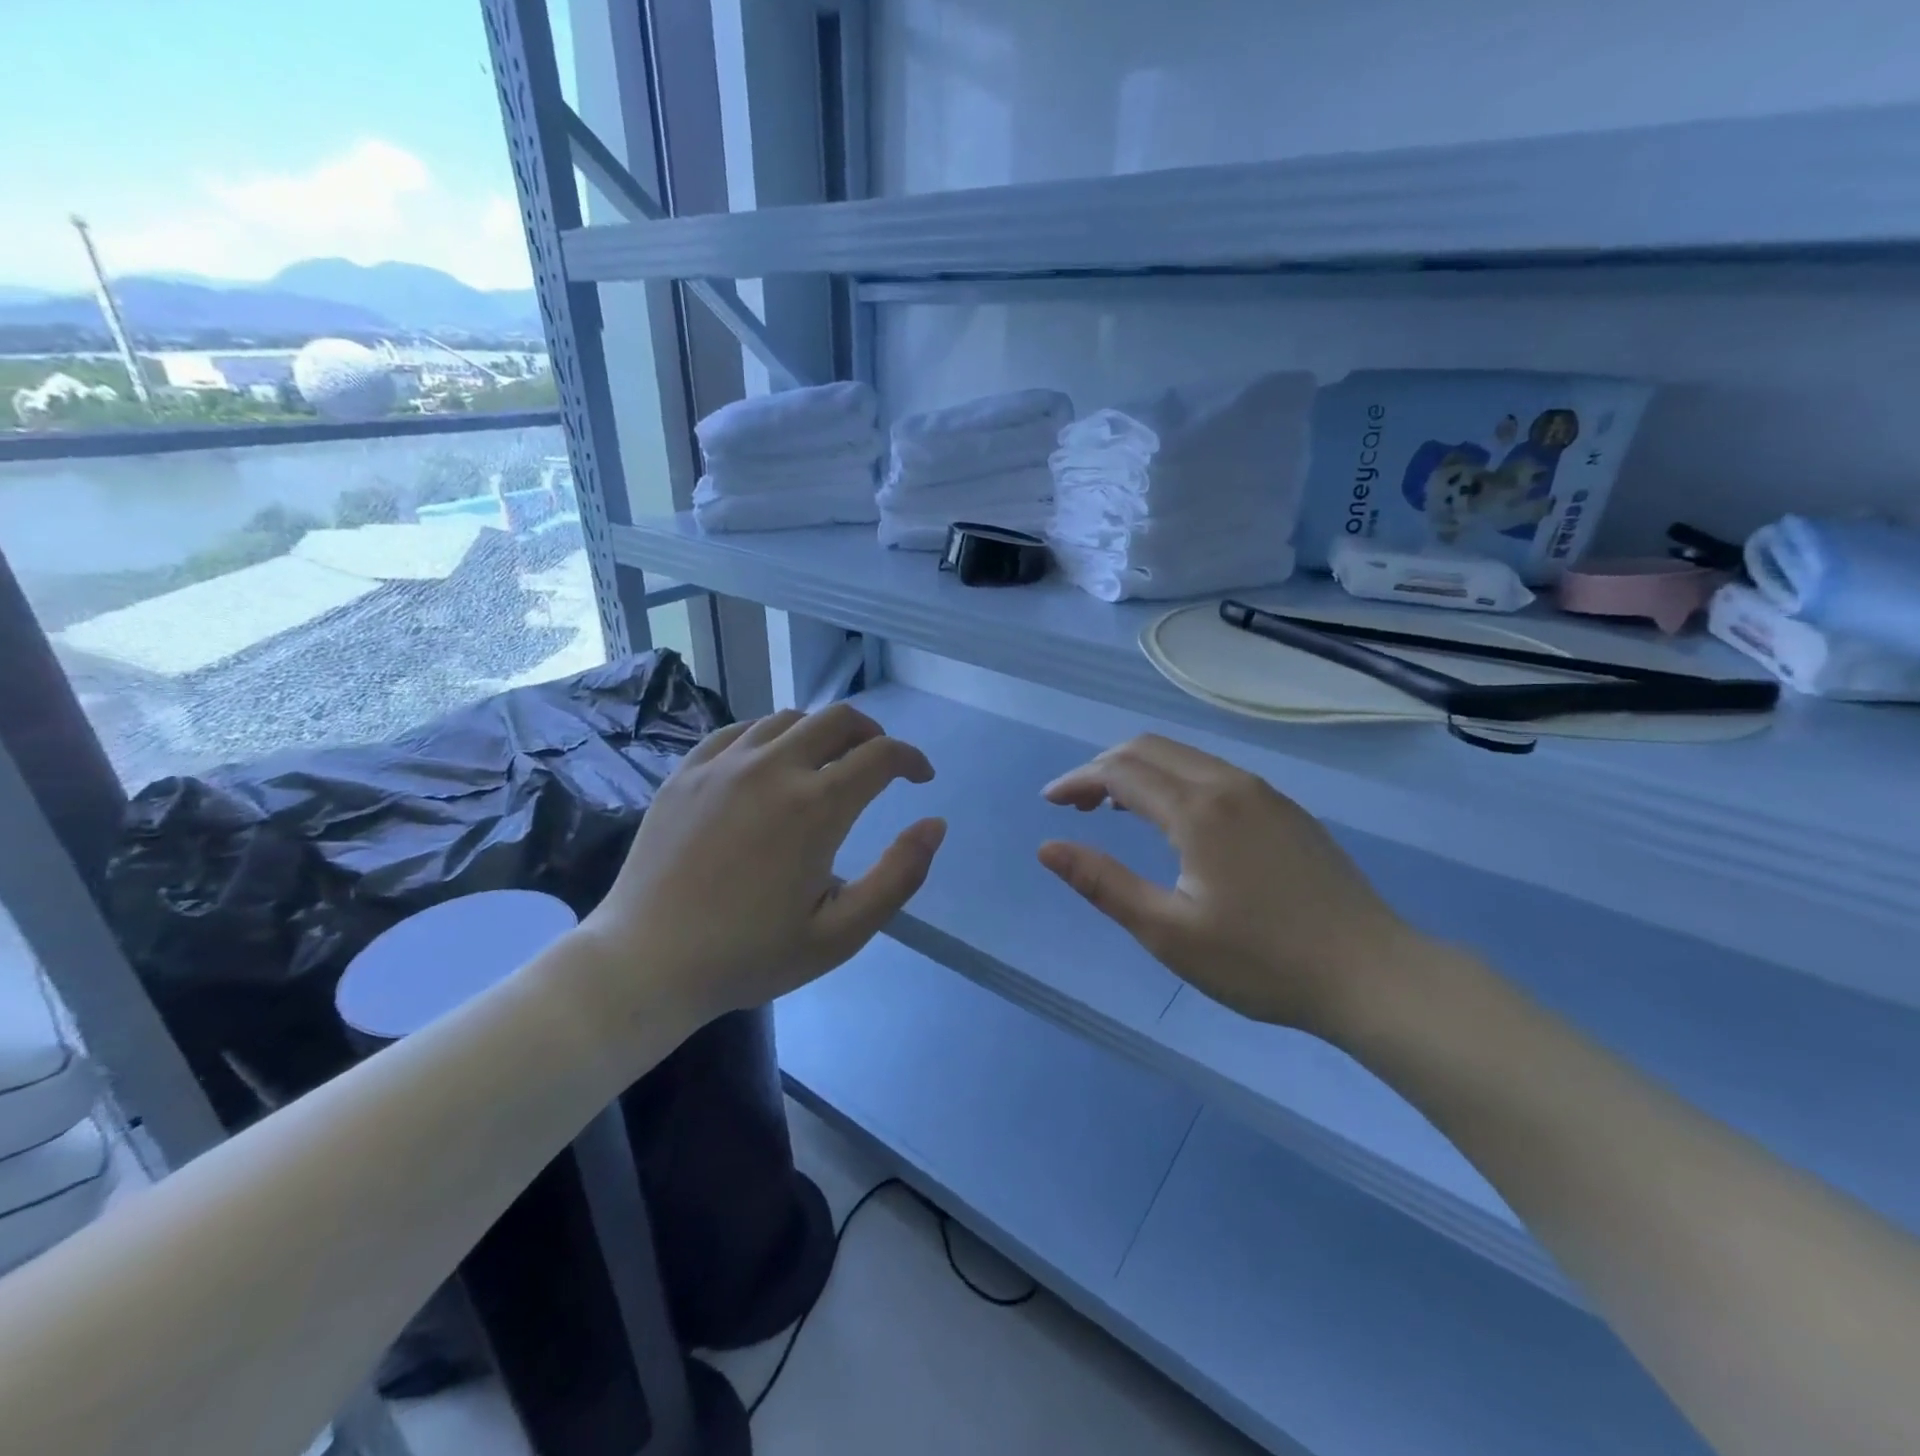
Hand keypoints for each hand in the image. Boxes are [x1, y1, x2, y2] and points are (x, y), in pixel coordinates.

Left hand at [578, 704, 945, 1026]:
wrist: (646, 963)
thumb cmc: (749, 954)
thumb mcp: (841, 933)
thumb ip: (898, 876)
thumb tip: (934, 824)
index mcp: (816, 806)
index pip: (881, 756)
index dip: (911, 759)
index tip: (920, 777)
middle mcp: (773, 768)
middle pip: (837, 720)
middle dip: (871, 734)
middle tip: (879, 764)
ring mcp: (723, 764)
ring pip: (787, 719)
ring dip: (820, 733)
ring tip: (825, 765)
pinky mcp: (686, 772)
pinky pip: (738, 731)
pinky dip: (768, 736)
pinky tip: (767, 764)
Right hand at [1037, 734, 1420, 1034]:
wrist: (1372, 974)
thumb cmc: (1261, 961)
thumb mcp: (1168, 932)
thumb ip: (1103, 883)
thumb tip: (1047, 848)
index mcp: (1198, 810)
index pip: (1119, 771)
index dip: (1077, 780)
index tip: (1049, 802)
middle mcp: (1229, 784)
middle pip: (1150, 749)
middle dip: (1103, 767)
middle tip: (1075, 805)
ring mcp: (1263, 793)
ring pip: (1185, 758)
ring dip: (1139, 772)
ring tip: (1113, 809)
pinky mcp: (1285, 810)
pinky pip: (1213, 773)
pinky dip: (1175, 781)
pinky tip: (1174, 821)